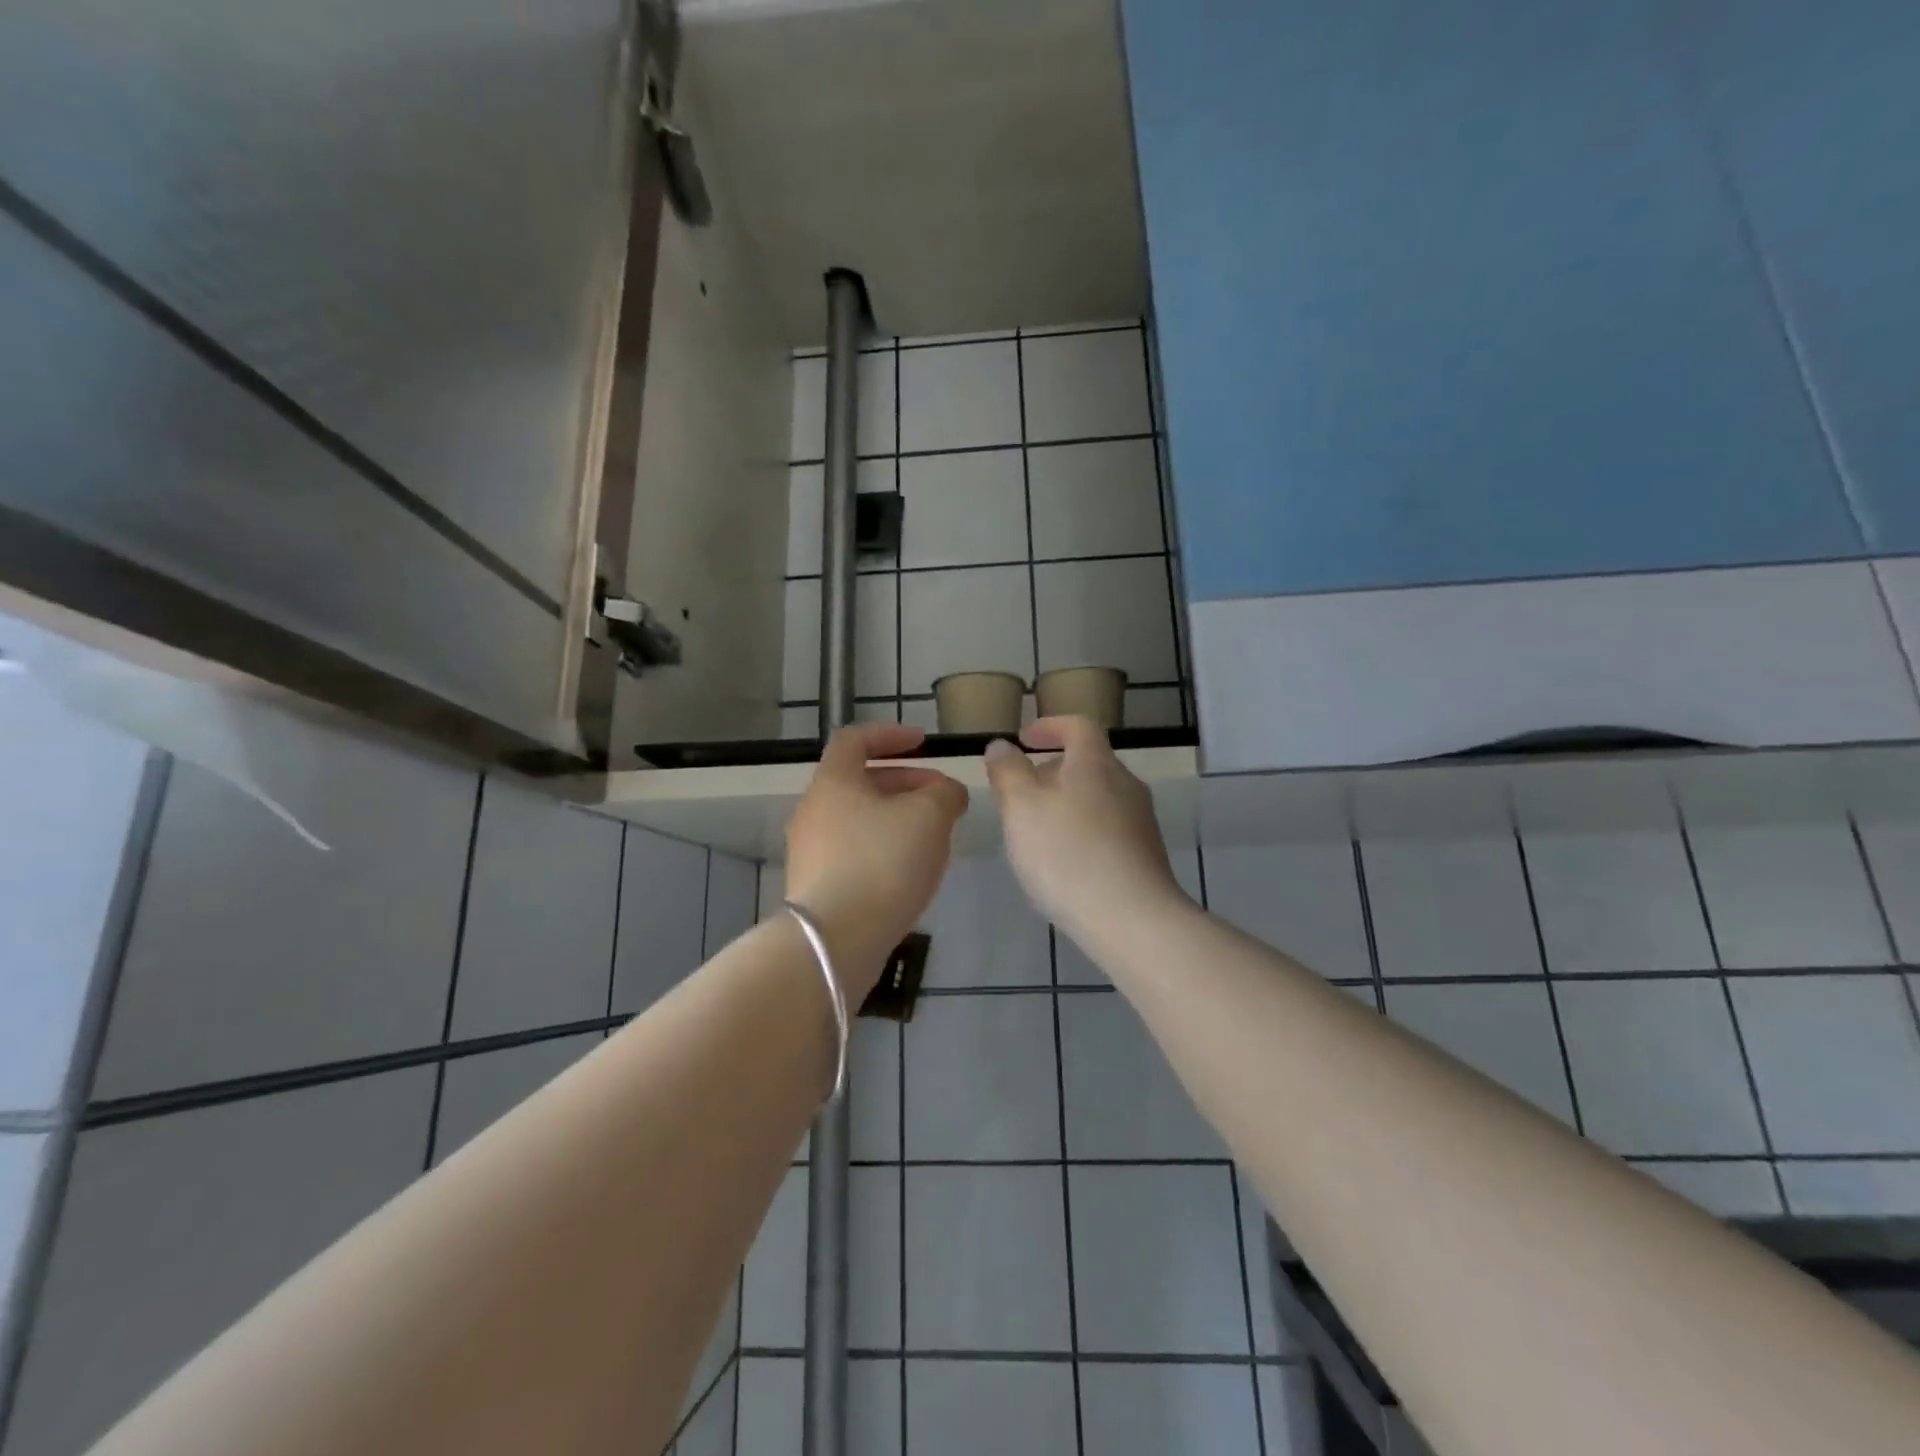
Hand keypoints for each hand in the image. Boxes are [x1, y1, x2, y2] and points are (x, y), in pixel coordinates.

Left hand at [785, 723, 968, 995]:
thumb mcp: (930, 816)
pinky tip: (910, 872)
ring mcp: (810, 850)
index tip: (923, 743)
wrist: (836, 940)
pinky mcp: (816, 885)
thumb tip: (947, 792)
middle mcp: (814, 810)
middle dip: (906, 783)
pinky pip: (855, 851)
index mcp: (834, 781)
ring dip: (898, 818)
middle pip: (860, 782)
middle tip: (942, 799)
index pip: (855, 739)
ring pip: (860, 819)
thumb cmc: (883, 862)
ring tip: (934, 837)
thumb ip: (945, 793)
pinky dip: (884, 848)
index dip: (891, 735)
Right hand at [984, 717, 1190, 946]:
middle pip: (1089, 763)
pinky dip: (1082, 832)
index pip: (1078, 726)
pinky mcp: (1146, 855)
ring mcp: (1141, 821)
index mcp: (1095, 763)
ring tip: (1037, 831)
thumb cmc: (1066, 854)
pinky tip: (1064, 863)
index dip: (1050, 727)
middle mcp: (1125, 784)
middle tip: (1022, 792)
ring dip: (1067, 803)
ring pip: (1098, 797)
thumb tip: (1002, 745)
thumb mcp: (1021, 808)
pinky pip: (1108, 829)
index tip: (1025, 740)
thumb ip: (1008, 772)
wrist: (1131, 919)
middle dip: (1053, 771)